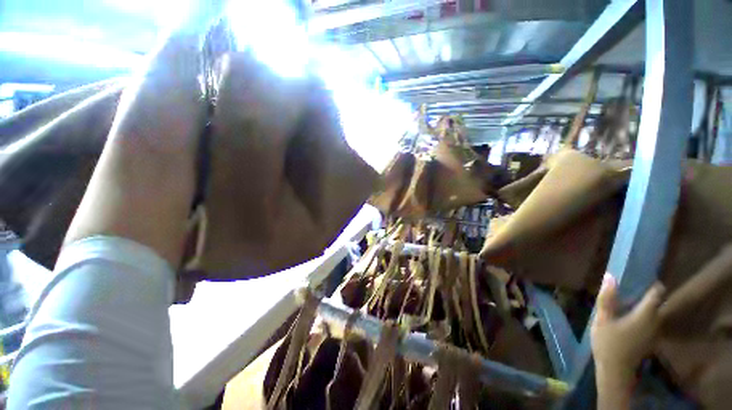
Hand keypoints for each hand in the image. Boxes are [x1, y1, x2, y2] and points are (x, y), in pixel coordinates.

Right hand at [591, 274, 664, 383]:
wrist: (616, 371)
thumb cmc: (608, 343)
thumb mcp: (602, 319)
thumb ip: (607, 298)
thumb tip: (610, 276)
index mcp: (646, 314)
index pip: (657, 293)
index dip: (653, 284)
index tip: (645, 276)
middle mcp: (656, 321)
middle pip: (659, 303)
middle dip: (650, 294)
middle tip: (634, 287)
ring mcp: (655, 332)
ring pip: (657, 313)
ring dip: (647, 305)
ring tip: (631, 300)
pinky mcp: (651, 339)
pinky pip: (653, 321)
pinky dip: (645, 315)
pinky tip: (631, 317)